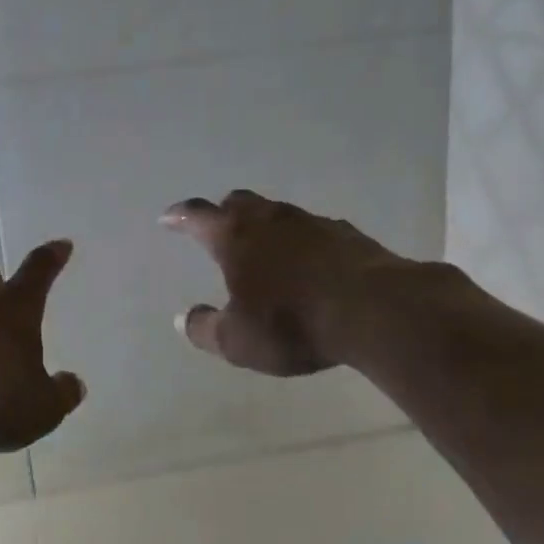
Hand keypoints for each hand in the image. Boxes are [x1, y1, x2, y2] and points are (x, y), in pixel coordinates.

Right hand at [161, 189, 416, 374]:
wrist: (375, 309)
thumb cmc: (293, 324)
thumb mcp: (238, 340)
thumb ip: (205, 329)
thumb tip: (183, 319)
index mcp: (235, 237)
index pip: (197, 216)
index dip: (179, 216)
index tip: (168, 218)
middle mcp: (270, 220)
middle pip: (239, 202)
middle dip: (223, 213)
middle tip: (218, 228)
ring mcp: (311, 222)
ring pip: (278, 213)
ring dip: (265, 226)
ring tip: (265, 248)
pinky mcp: (347, 234)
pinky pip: (314, 230)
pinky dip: (302, 242)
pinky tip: (310, 263)